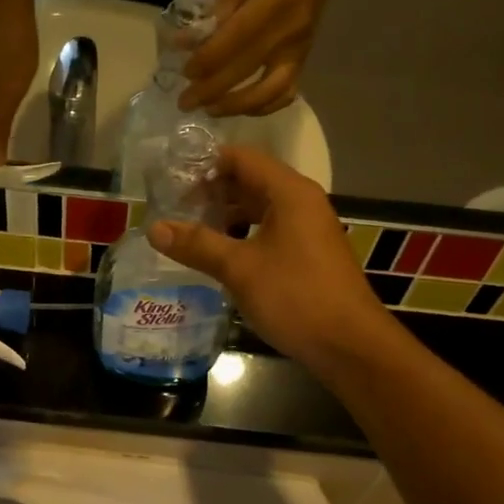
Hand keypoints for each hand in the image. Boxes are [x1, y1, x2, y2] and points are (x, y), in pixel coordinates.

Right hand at [147, 147, 399, 375]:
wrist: (349, 345)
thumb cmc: (295, 296)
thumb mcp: (240, 268)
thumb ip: (197, 244)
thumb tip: (154, 229)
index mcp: (289, 192)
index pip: (241, 158)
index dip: (205, 164)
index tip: (170, 178)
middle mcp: (301, 202)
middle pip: (250, 182)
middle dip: (211, 192)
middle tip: (172, 207)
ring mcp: (307, 229)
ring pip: (258, 210)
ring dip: (225, 216)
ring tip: (188, 231)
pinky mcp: (307, 254)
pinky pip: (268, 232)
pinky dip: (241, 236)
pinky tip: (218, 255)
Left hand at [180, 0, 338, 116]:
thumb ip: (215, 13)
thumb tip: (184, 43)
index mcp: (271, 4)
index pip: (234, 40)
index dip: (207, 60)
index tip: (186, 73)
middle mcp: (286, 34)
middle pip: (245, 71)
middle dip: (211, 91)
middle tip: (186, 103)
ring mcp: (297, 53)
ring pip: (268, 92)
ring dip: (235, 106)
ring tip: (210, 109)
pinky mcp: (303, 65)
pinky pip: (285, 95)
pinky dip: (261, 108)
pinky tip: (239, 109)